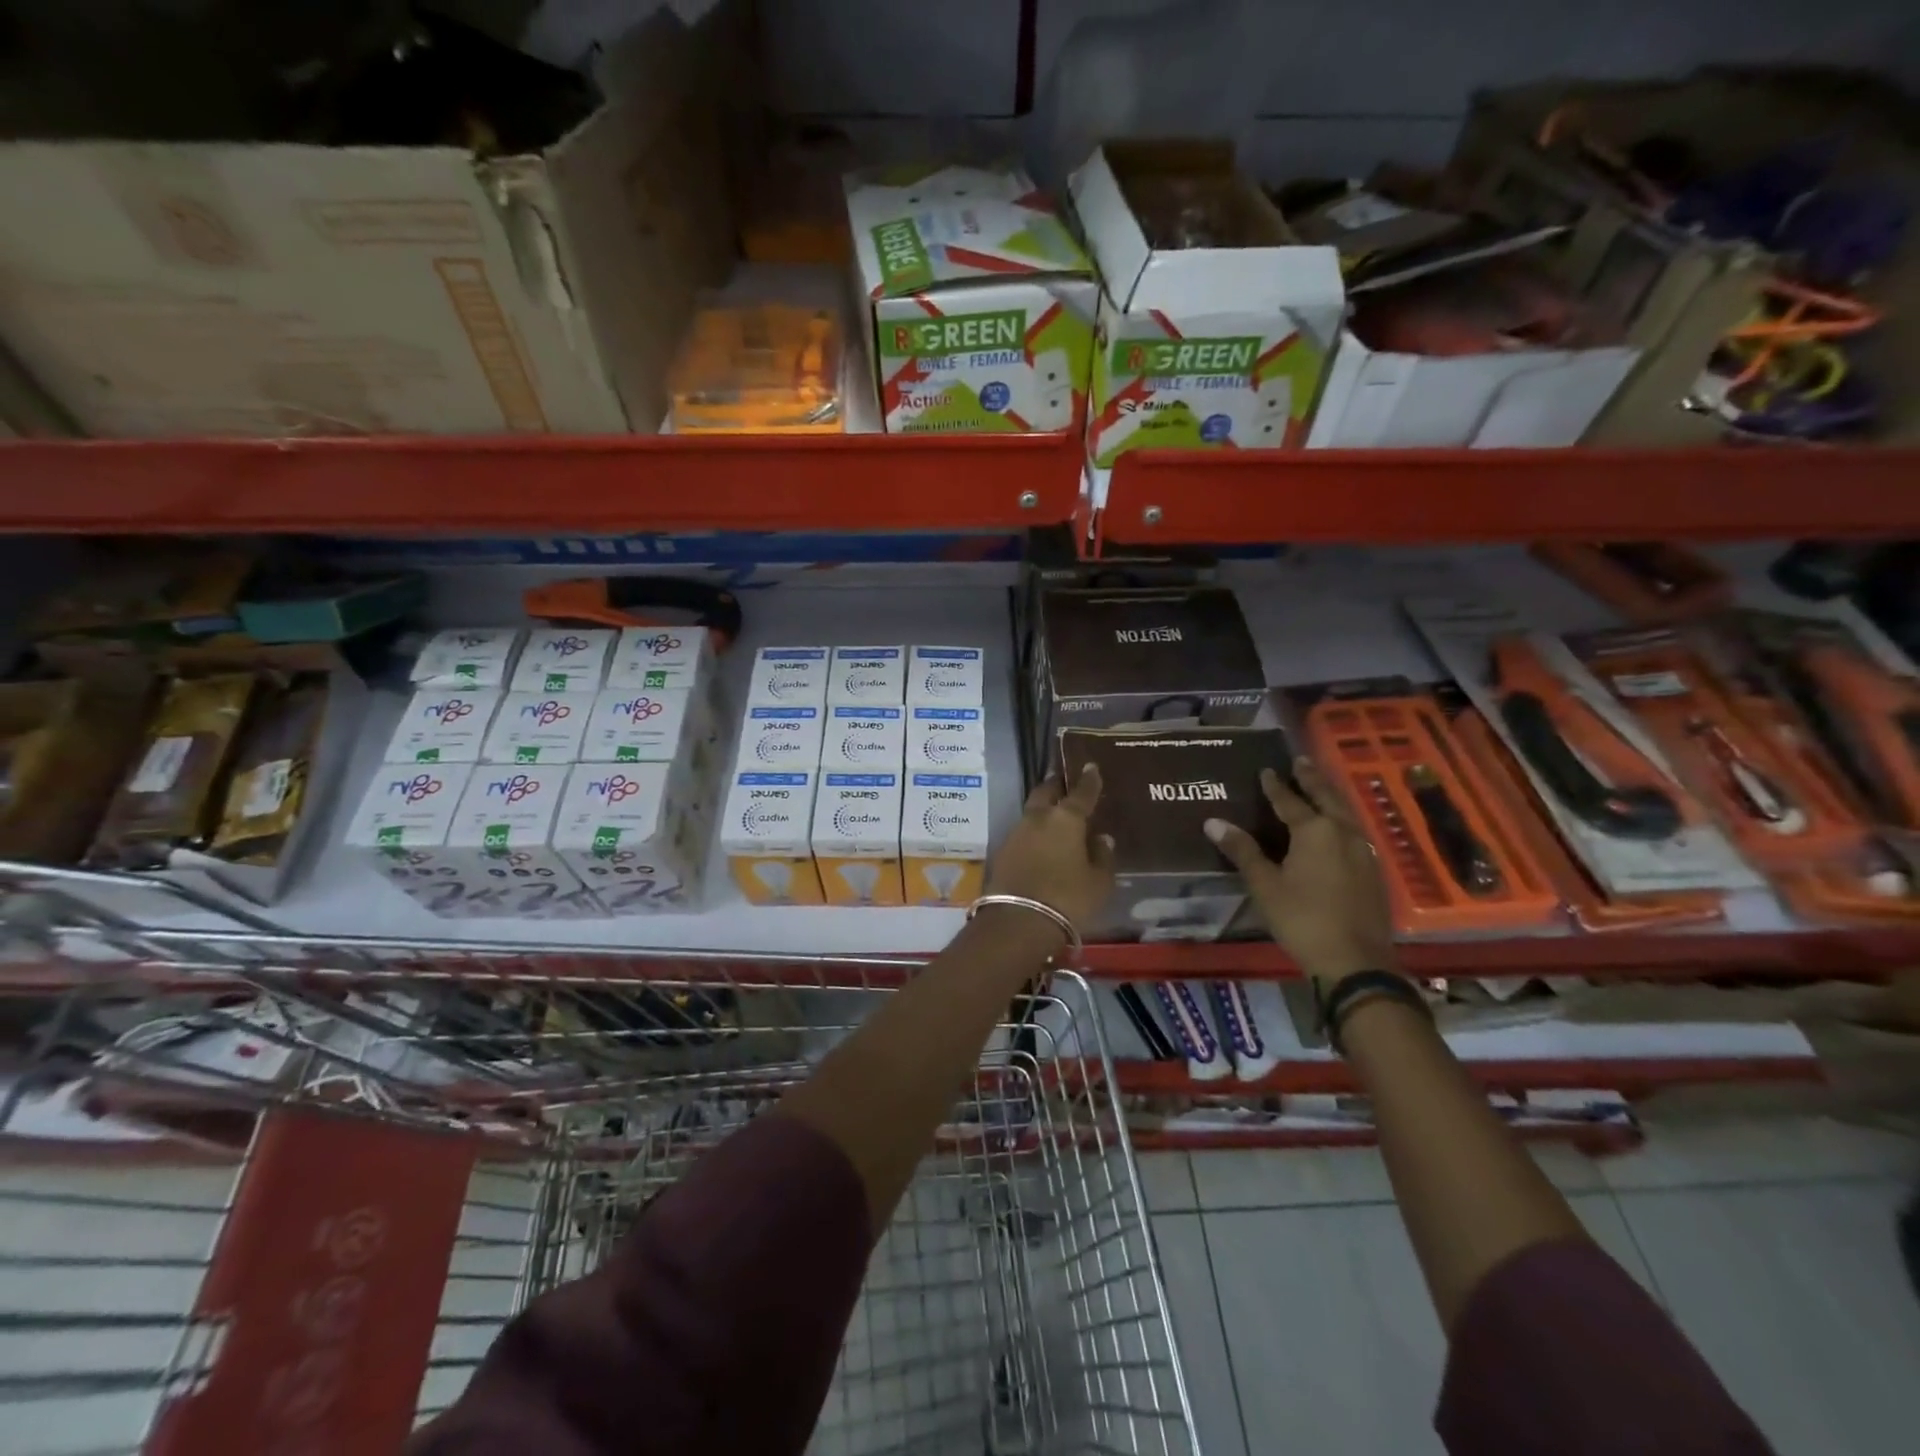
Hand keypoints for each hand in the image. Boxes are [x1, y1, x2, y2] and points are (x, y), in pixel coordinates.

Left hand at [984, 767, 1115, 935]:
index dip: (1088, 779)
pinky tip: (1041, 841)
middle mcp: (1038, 818)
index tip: (1090, 766)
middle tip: (1065, 783)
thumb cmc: (1068, 898)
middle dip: (1056, 784)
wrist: (1017, 921)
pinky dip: (1033, 832)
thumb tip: (1101, 838)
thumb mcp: (1098, 882)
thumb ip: (1102, 856)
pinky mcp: (1001, 851)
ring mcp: (1016, 833)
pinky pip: (1022, 833)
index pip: (1081, 792)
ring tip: (1055, 815)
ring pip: (1031, 812)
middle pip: (1046, 792)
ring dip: (1043, 810)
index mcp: (1066, 819)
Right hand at [1203, 757, 1397, 989]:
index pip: (1290, 801)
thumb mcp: (1265, 885)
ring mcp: (1363, 851)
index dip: (1275, 786)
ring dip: (1330, 797)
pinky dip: (1341, 819)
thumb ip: (1242, 850)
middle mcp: (1343, 832)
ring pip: (1345, 813)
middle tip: (1301, 762)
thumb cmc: (1303, 919)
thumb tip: (1213, 821)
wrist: (1356, 961)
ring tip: (1319, 787)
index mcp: (1315, 830)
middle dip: (1312, 779)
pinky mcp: (1373, 871)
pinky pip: (1354, 832)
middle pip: (1326, 797)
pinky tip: (1338, 827)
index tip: (1266, 770)